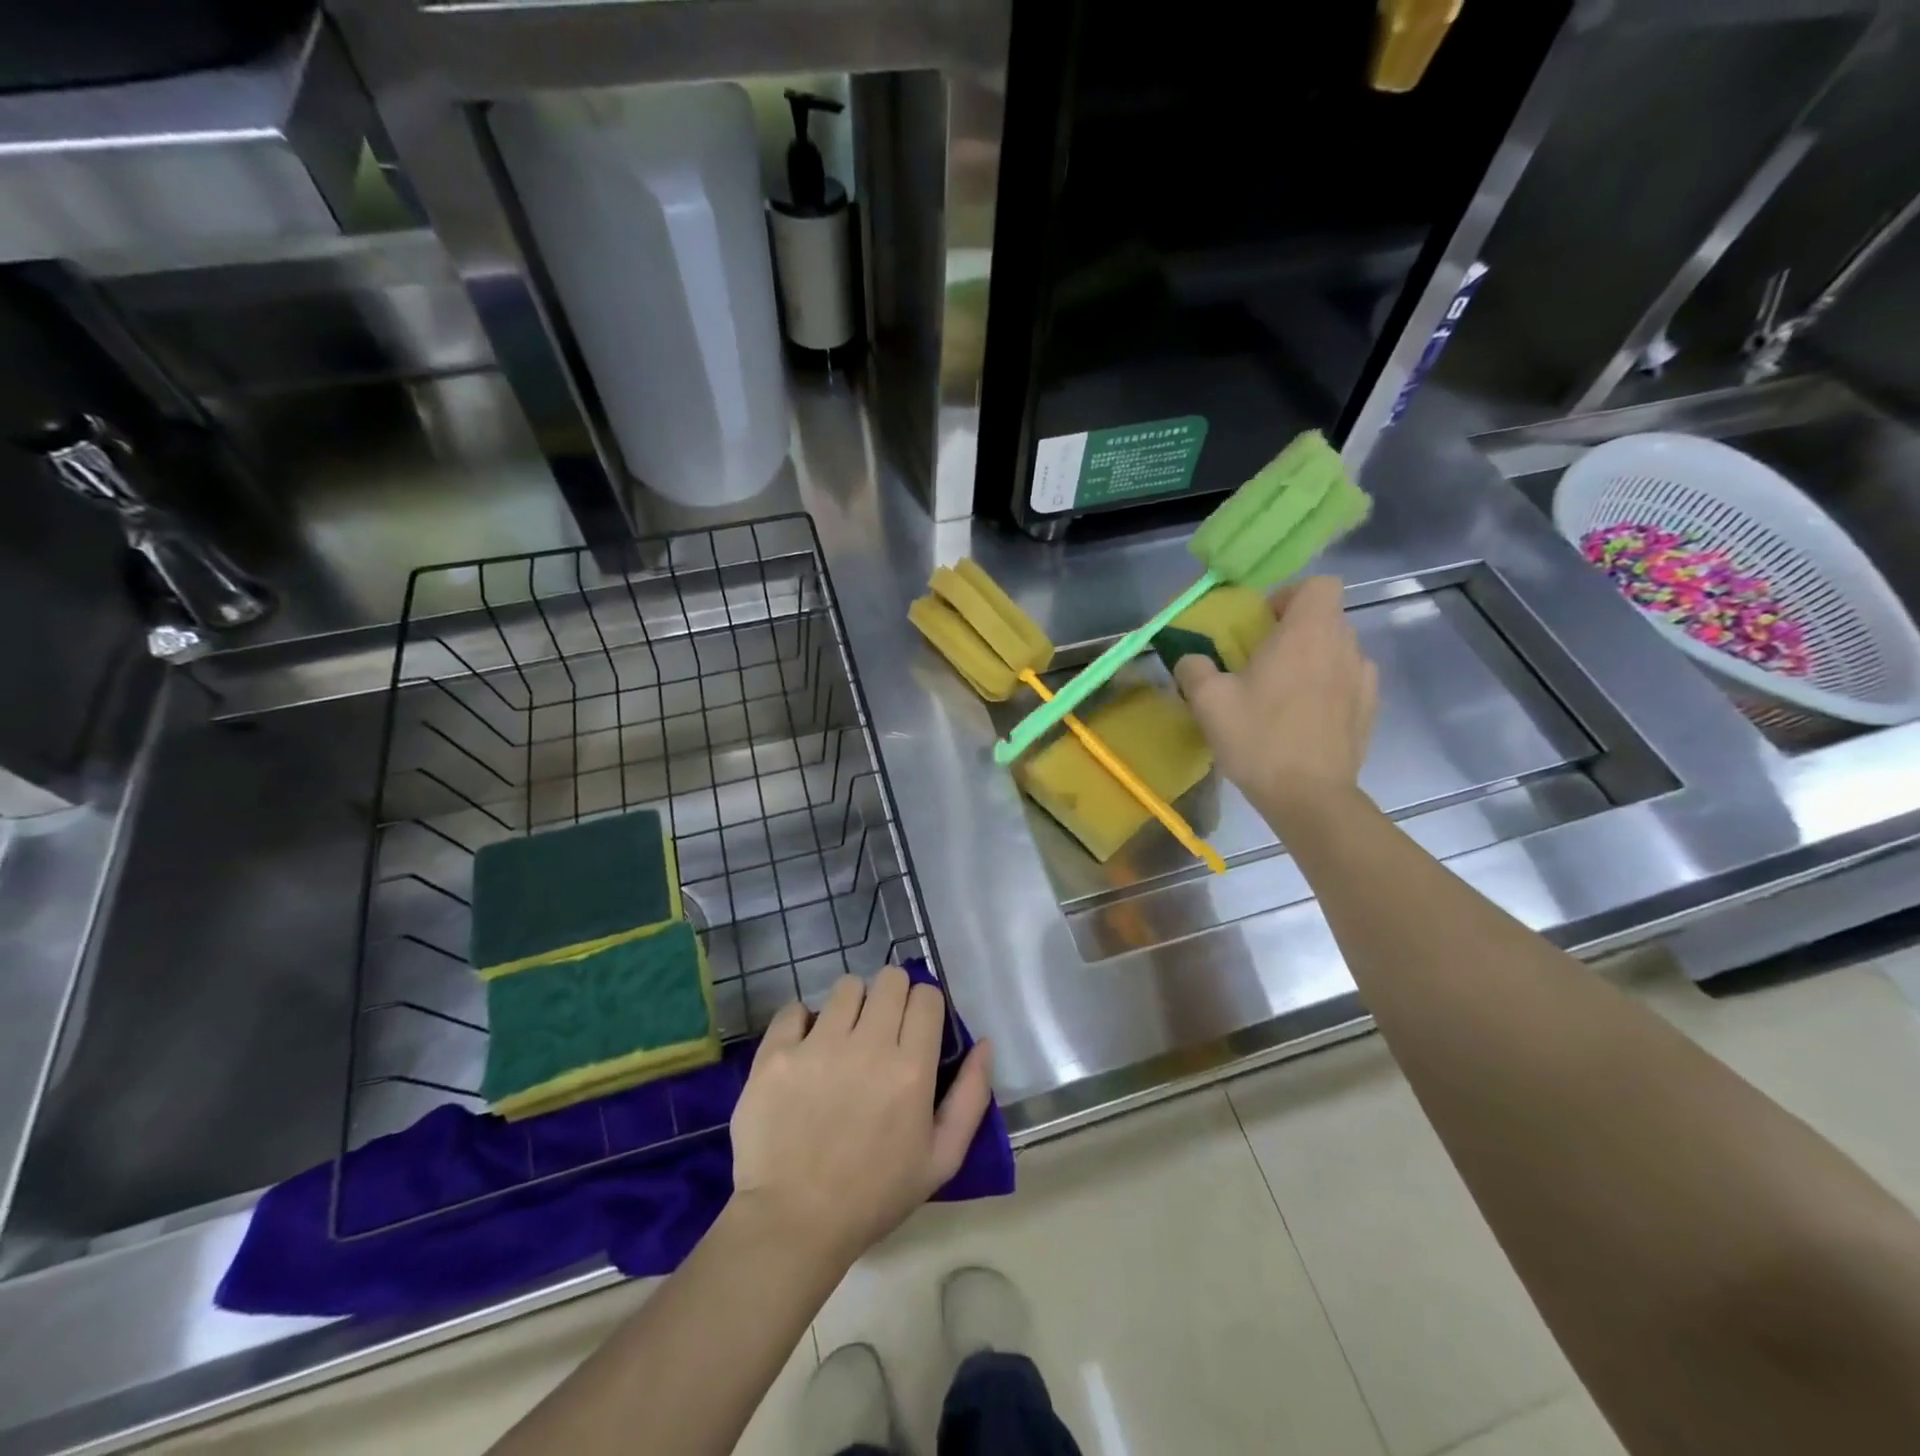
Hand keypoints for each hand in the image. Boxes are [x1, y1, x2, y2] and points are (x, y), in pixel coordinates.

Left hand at [729, 967, 993, 1266]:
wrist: (792, 1224)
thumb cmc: (873, 1196)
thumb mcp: (941, 1159)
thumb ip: (971, 1097)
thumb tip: (984, 1043)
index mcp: (910, 1068)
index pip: (927, 996)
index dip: (925, 1007)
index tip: (917, 1028)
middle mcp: (867, 1045)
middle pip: (890, 979)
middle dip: (893, 996)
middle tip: (882, 1029)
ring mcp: (817, 1045)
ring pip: (846, 986)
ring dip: (852, 1005)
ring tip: (844, 1037)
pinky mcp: (776, 1053)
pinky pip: (795, 1008)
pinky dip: (802, 1022)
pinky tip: (805, 1049)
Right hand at [1172, 575, 1378, 823]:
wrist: (1309, 797)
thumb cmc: (1259, 739)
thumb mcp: (1208, 702)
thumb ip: (1194, 669)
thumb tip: (1191, 659)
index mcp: (1307, 633)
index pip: (1318, 585)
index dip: (1290, 596)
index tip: (1263, 623)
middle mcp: (1343, 647)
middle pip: (1326, 618)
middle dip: (1295, 631)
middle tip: (1262, 662)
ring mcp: (1363, 680)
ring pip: (1337, 651)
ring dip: (1312, 660)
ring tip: (1284, 693)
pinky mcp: (1369, 710)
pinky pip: (1348, 682)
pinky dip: (1328, 688)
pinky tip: (1304, 718)